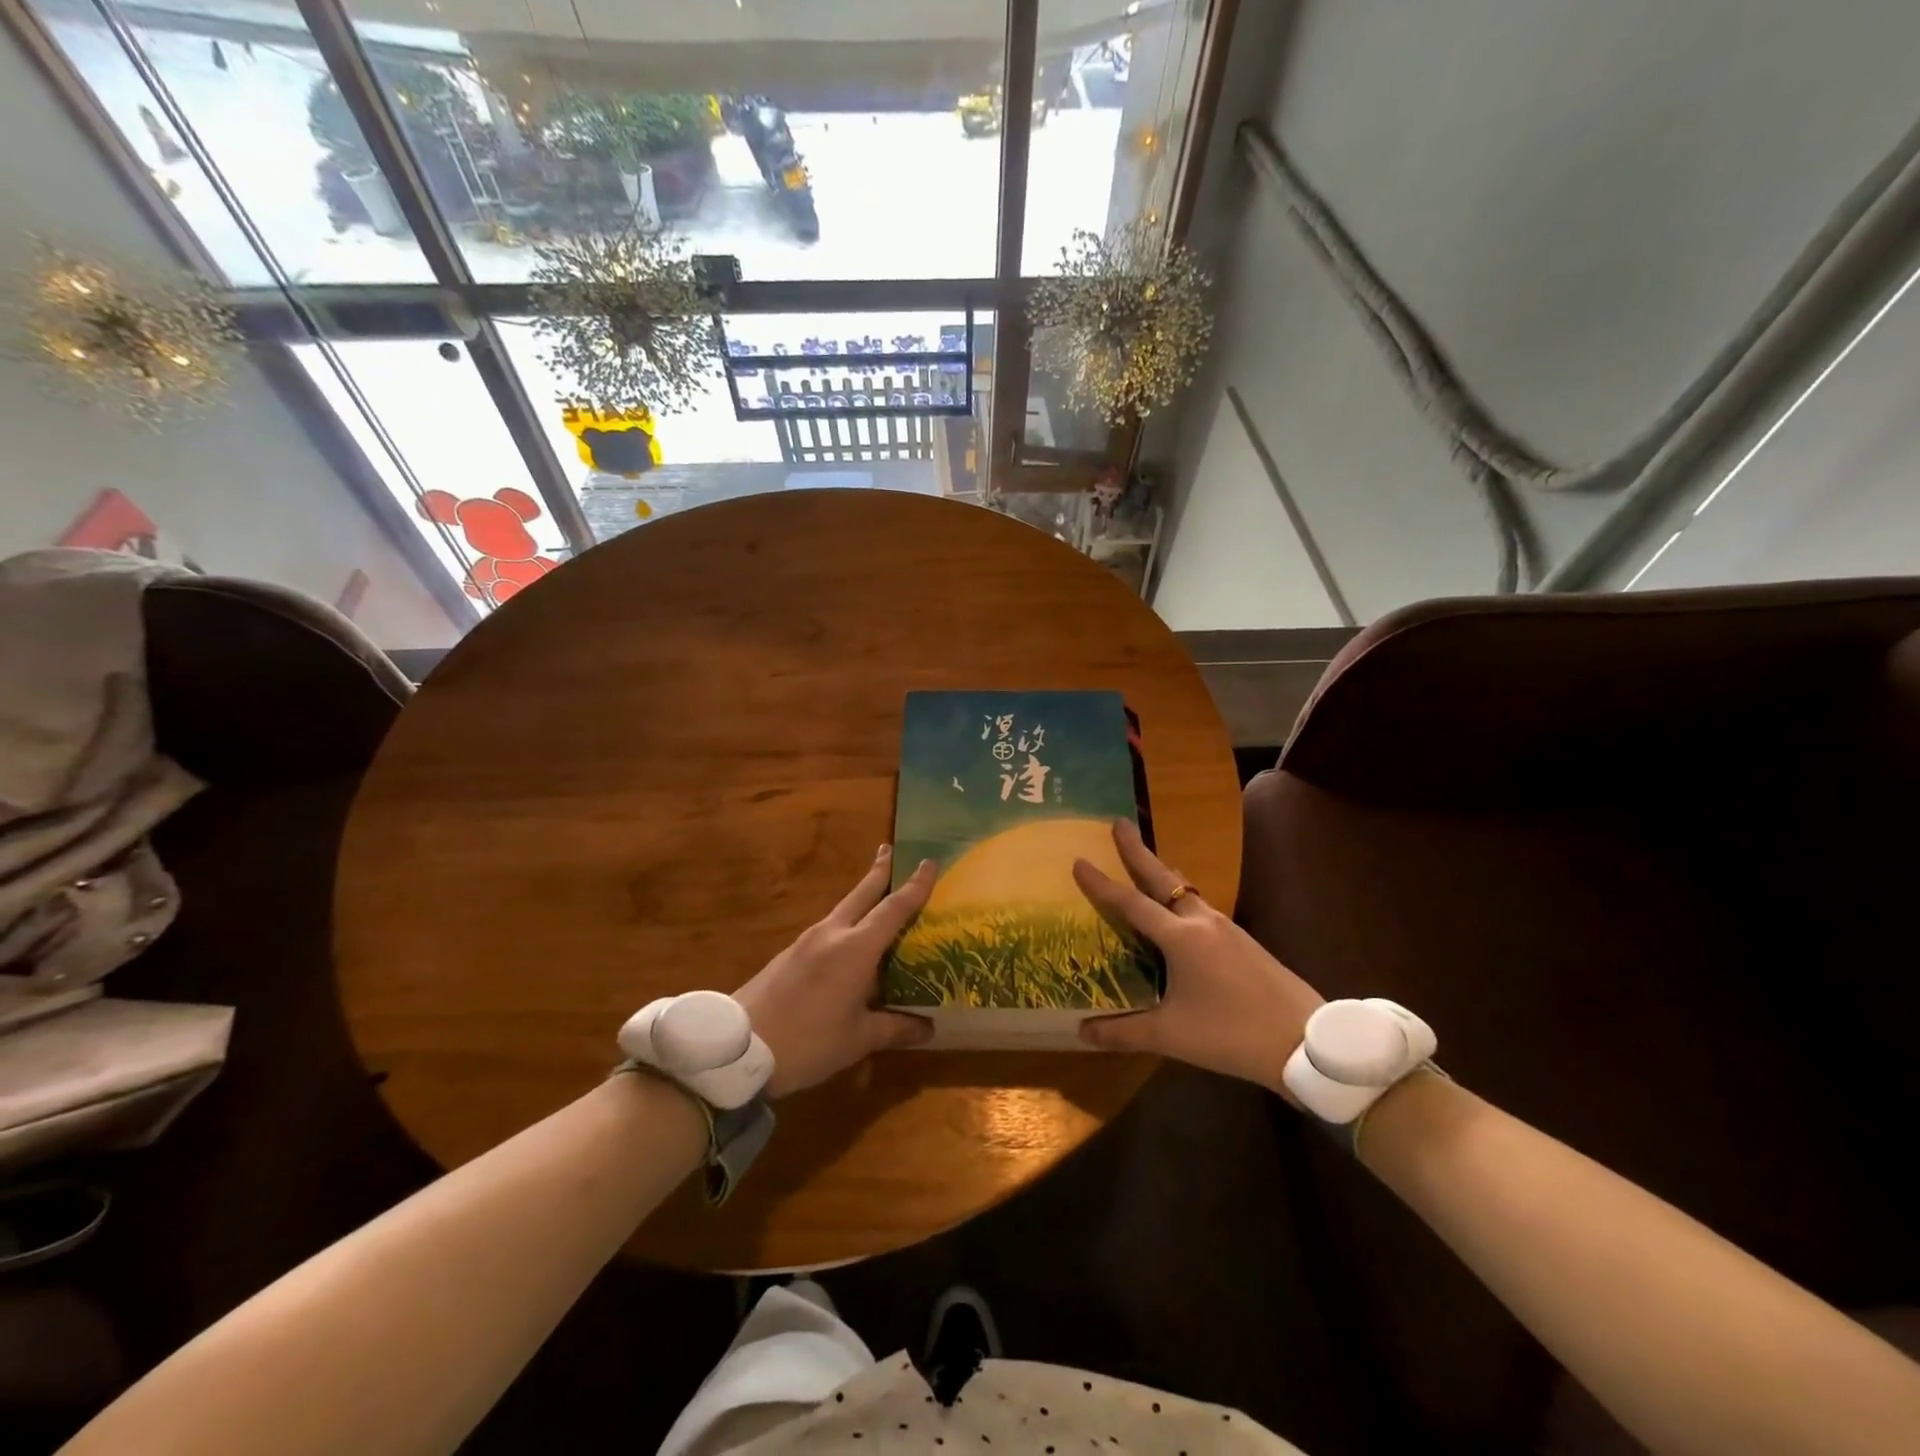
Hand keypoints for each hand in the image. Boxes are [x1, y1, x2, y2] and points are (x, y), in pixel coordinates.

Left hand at [733, 846, 935, 1097]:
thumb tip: (928, 1027)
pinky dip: (847, 923)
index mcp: (856, 949)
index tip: (930, 862)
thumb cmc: (808, 1041)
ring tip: (877, 897)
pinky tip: (849, 941)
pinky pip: (828, 928)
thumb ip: (895, 1028)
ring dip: (863, 897)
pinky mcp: (790, 955)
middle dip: (879, 871)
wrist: (737, 1048)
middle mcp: (833, 934)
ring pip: (843, 909)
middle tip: (891, 848)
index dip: (915, 886)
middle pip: (862, 894)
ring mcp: (807, 942)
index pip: (893, 908)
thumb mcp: (858, 1039)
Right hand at [1072, 819, 1323, 1095]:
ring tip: (1145, 863)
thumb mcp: (1171, 1035)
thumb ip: (1123, 1032)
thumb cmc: (1230, 1033)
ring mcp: (1226, 927)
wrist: (1304, 1041)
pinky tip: (1178, 913)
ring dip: (1162, 873)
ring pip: (1186, 890)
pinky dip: (1180, 898)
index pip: (1131, 903)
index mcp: (1180, 937)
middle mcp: (1202, 921)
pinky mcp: (1243, 940)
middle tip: (1119, 823)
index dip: (1101, 883)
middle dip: (1138, 850)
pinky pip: (1201, 907)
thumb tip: (1081, 1032)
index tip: (1079, 860)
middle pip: (1163, 878)